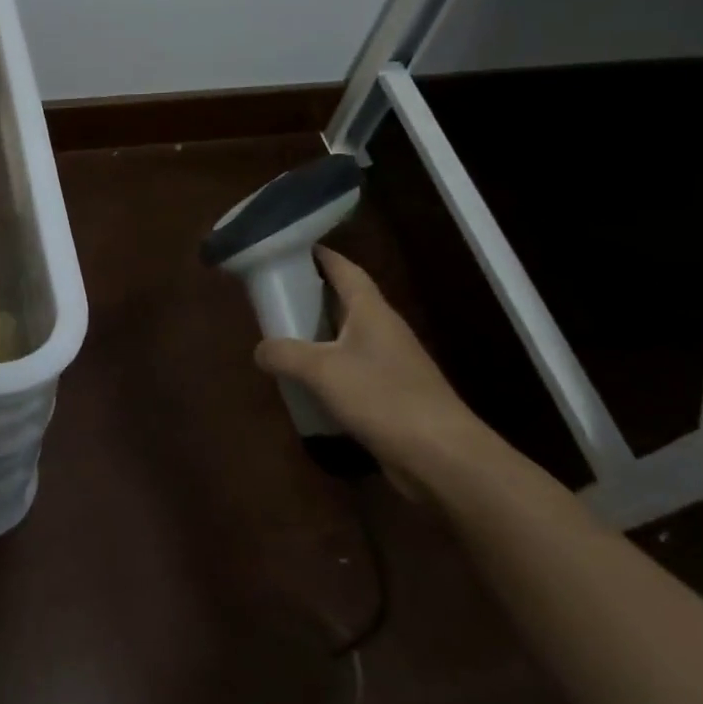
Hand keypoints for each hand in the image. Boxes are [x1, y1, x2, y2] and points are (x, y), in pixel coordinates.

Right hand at [255, 248, 503, 494]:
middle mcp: (383, 330)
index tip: (291, 246)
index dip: (320, 255)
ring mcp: (391, 363)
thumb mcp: (322, 371)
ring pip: (348, 336)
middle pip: (345, 300)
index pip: (345, 269)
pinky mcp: (392, 394)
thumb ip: (285, 354)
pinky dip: (329, 367)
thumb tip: (260, 350)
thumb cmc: (382, 398)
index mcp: (371, 311)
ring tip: (283, 334)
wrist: (442, 456)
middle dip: (312, 293)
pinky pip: (353, 368)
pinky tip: (308, 381)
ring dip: (319, 332)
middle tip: (276, 292)